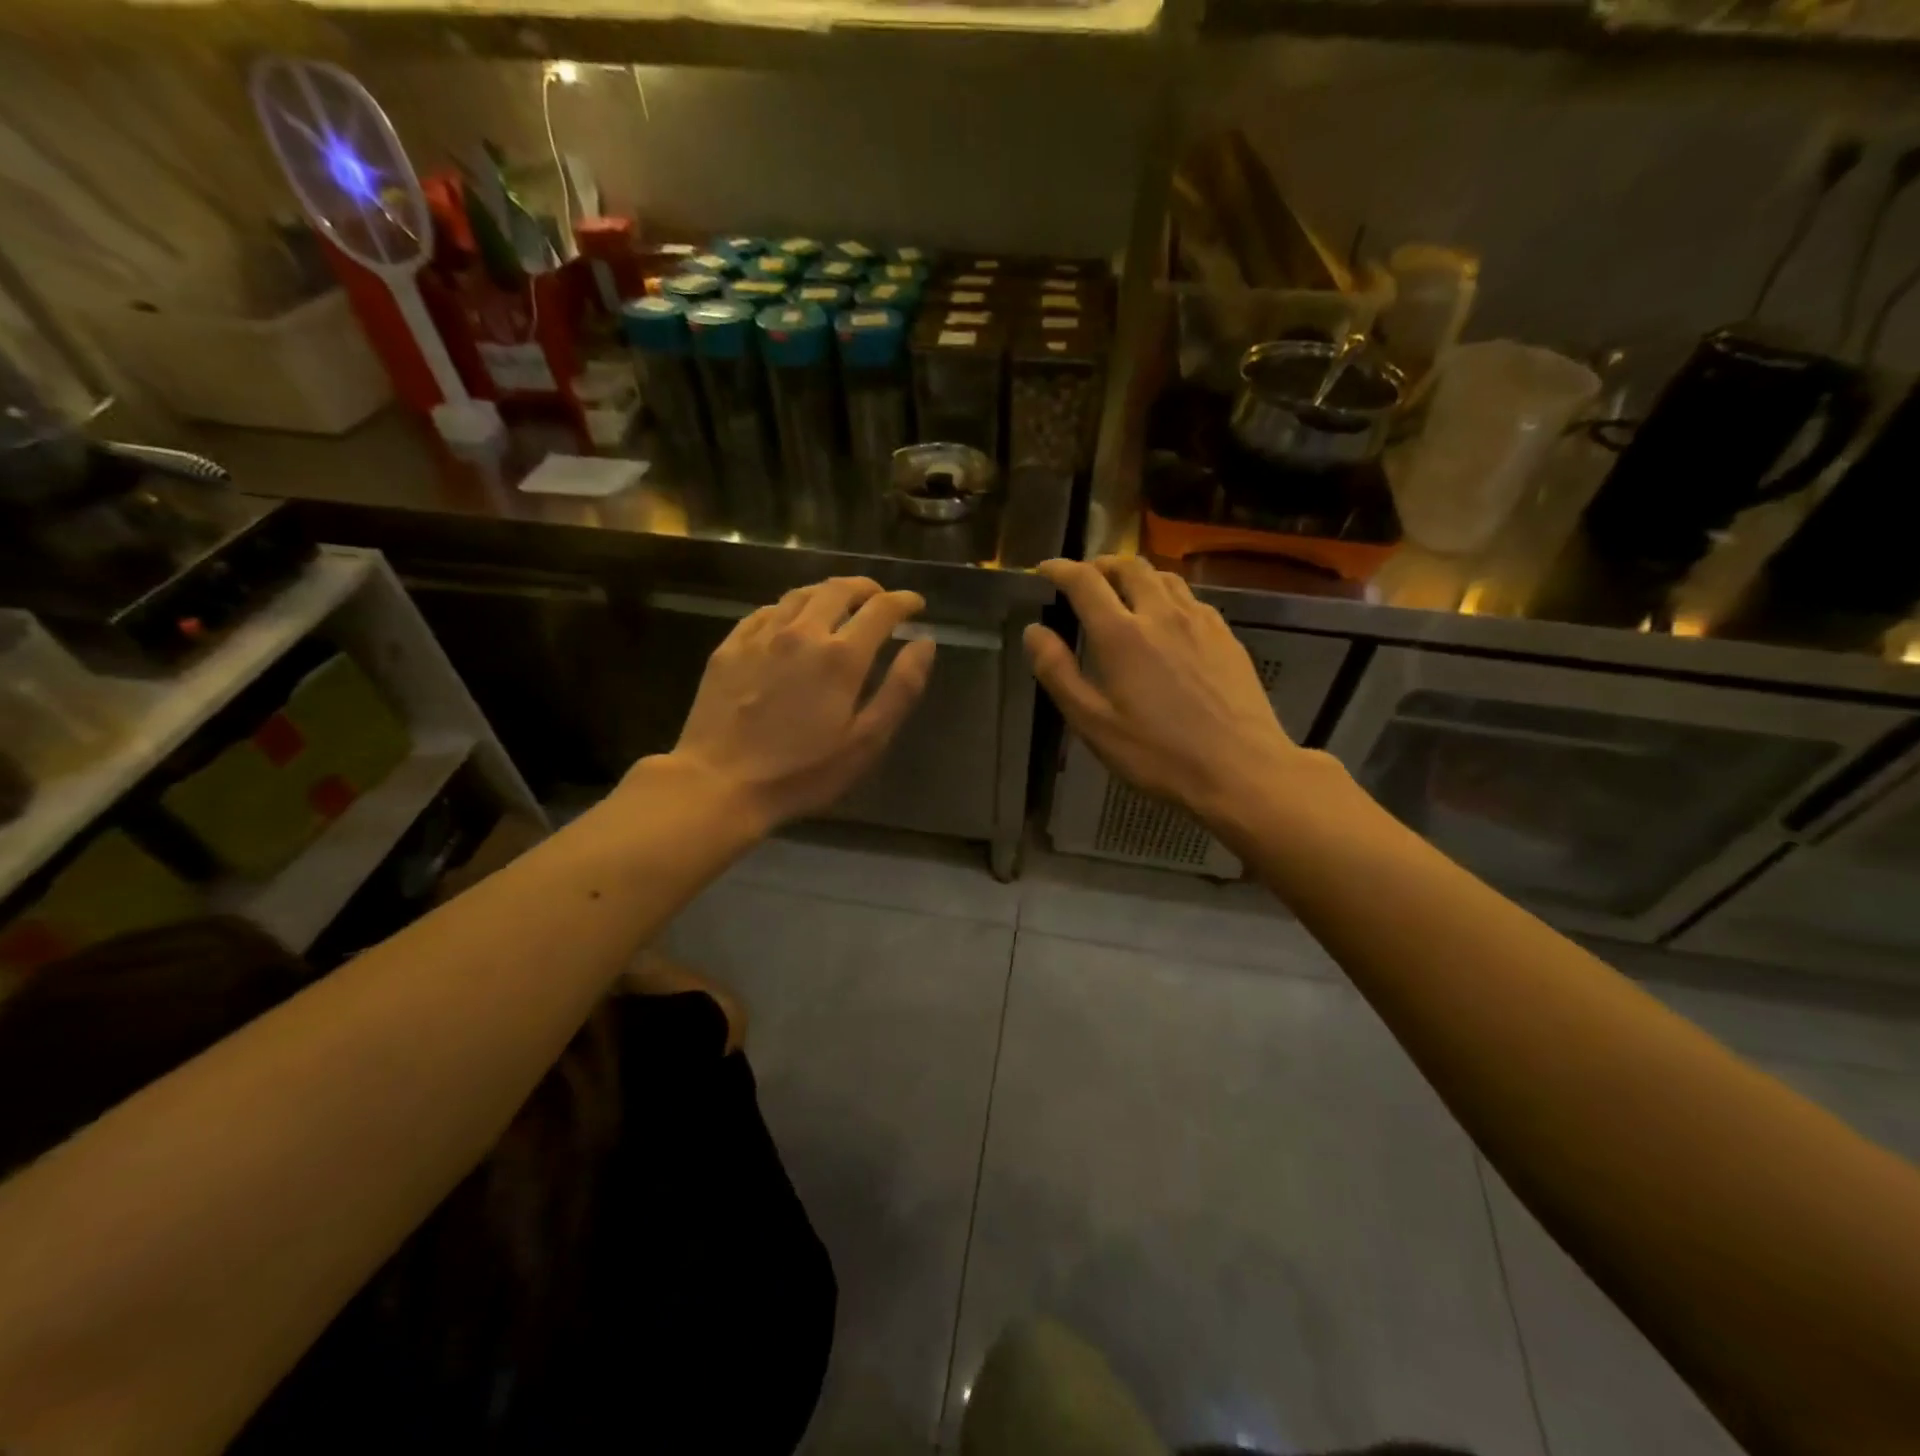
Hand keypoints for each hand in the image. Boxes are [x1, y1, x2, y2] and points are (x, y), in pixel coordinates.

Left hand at [665, 577, 935, 830]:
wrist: (719, 784)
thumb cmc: (802, 772)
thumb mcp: (866, 741)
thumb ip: (900, 689)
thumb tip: (925, 643)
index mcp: (841, 656)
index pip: (881, 609)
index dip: (904, 601)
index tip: (916, 605)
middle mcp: (802, 632)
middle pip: (839, 589)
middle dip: (867, 588)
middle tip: (879, 598)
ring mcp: (761, 636)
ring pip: (800, 594)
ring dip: (828, 592)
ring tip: (840, 603)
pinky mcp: (730, 647)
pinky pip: (766, 611)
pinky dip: (790, 607)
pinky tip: (791, 621)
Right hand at [1025, 557, 1328, 829]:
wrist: (1242, 769)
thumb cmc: (1158, 754)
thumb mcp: (1093, 723)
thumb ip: (1058, 673)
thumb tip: (1034, 631)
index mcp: (1121, 634)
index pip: (1084, 581)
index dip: (1059, 569)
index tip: (1044, 570)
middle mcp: (1161, 613)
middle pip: (1128, 566)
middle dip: (1100, 566)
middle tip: (1084, 581)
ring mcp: (1199, 621)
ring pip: (1163, 576)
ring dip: (1135, 575)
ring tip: (1123, 594)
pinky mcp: (1226, 635)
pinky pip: (1190, 598)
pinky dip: (1166, 595)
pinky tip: (1166, 621)